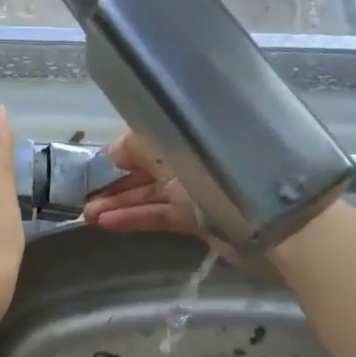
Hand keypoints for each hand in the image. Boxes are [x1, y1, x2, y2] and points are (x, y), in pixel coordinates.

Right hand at [84, 131, 286, 276]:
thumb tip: (113, 150)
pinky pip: (160, 215)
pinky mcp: (200, 219)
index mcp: (192, 132)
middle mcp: (194, 157)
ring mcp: (197, 190)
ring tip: (86, 216)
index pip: (148, 137)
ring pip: (150, 193)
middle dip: (114, 181)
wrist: (274, 223)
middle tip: (81, 196)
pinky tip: (106, 224)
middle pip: (146, 167)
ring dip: (118, 203)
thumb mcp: (176, 152)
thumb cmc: (225, 175)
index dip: (119, 150)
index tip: (93, 164)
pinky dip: (134, 218)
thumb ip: (140, 147)